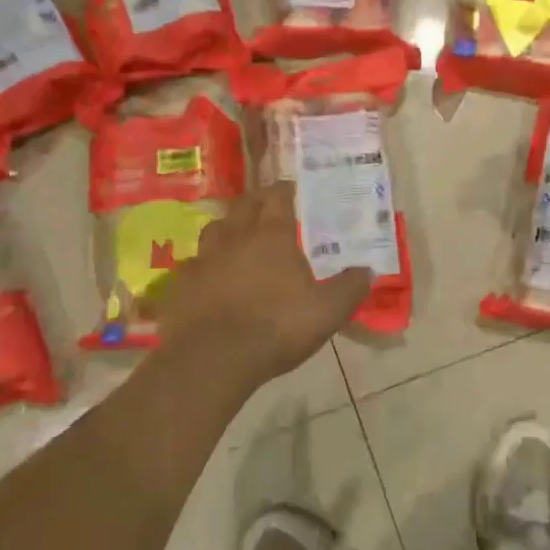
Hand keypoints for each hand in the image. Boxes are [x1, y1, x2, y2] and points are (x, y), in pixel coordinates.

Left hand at [149, 181, 372, 392]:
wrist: (213, 359)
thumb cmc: (276, 327)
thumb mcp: (328, 311)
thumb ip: (350, 287)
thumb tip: (368, 271)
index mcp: (272, 235)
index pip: (278, 196)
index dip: (286, 190)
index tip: (294, 191)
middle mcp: (235, 237)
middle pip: (243, 205)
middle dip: (257, 201)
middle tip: (269, 209)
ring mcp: (204, 259)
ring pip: (215, 229)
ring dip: (228, 229)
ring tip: (239, 240)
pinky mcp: (181, 284)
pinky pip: (195, 264)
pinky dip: (206, 265)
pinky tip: (213, 279)